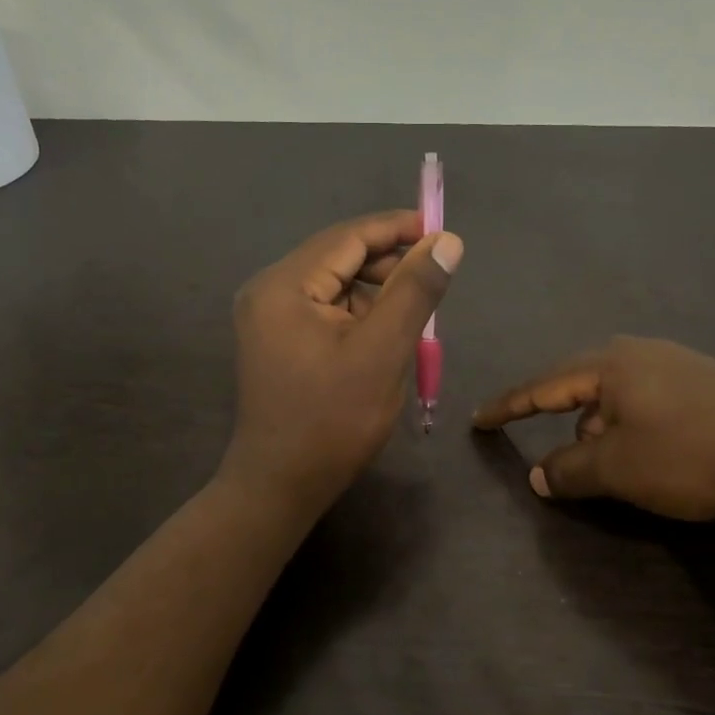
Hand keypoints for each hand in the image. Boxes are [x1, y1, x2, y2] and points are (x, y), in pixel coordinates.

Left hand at [221, 210, 463, 516]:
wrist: (281, 485)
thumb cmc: (333, 421)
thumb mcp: (383, 351)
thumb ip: (414, 290)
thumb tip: (446, 241)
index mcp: (284, 285)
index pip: (347, 237)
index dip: (397, 229)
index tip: (442, 231)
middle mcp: (268, 291)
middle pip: (338, 258)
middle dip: (388, 265)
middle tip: (433, 281)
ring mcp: (267, 318)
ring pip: (334, 286)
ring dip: (375, 294)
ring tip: (412, 317)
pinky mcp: (275, 342)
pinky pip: (323, 312)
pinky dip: (357, 317)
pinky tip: (382, 338)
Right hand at [473, 337, 714, 519]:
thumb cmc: (689, 453)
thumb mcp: (618, 468)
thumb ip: (569, 470)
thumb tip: (537, 475)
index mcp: (610, 365)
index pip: (542, 386)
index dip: (508, 406)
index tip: (479, 419)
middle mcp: (640, 353)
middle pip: (581, 386)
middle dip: (563, 422)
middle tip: (555, 454)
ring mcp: (678, 363)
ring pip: (617, 397)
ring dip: (601, 429)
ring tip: (609, 464)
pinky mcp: (708, 382)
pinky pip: (648, 401)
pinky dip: (633, 427)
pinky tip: (650, 453)